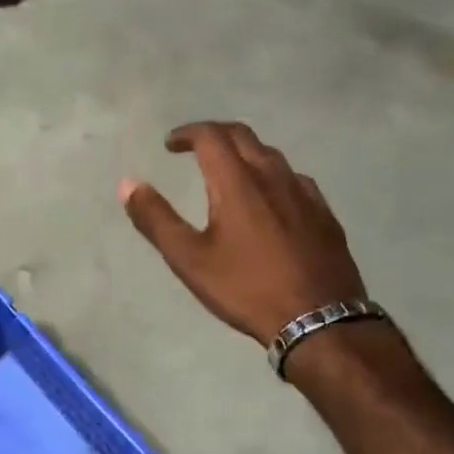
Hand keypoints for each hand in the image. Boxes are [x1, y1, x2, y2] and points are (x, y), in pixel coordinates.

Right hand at [120, 122, 366, 343]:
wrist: (318, 320)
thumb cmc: (246, 288)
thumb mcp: (189, 259)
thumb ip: (156, 219)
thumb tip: (128, 184)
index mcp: (237, 182)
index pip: (211, 136)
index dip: (187, 133)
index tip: (170, 145)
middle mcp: (273, 176)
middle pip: (243, 136)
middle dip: (215, 134)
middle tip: (195, 147)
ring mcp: (304, 194)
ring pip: (272, 156)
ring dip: (245, 153)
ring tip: (229, 172)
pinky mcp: (325, 214)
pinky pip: (295, 180)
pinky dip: (272, 176)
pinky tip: (271, 199)